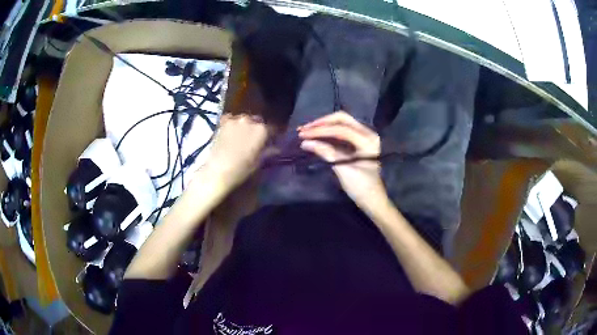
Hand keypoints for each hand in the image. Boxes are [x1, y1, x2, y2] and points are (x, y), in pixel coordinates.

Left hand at [202, 113, 268, 186]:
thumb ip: (268, 152)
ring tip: (242, 135)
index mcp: (262, 130)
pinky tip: (231, 131)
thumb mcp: (258, 162)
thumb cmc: (242, 168)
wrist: (218, 170)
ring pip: (244, 119)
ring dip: (245, 125)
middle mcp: (250, 120)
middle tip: (255, 139)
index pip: (272, 129)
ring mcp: (235, 120)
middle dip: (258, 128)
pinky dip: (232, 123)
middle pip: (258, 121)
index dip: (272, 135)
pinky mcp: (223, 122)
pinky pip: (230, 119)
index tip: (272, 141)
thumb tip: (277, 149)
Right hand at [298, 111, 385, 206]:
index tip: (303, 134)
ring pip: (341, 123)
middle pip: (342, 119)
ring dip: (323, 126)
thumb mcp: (343, 170)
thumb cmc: (361, 187)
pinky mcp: (358, 141)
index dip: (320, 130)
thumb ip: (326, 153)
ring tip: (306, 130)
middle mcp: (368, 133)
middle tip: (304, 129)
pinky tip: (316, 135)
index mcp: (368, 140)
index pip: (341, 130)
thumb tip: (305, 142)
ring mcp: (363, 136)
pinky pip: (341, 131)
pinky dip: (328, 132)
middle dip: (321, 123)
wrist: (372, 199)